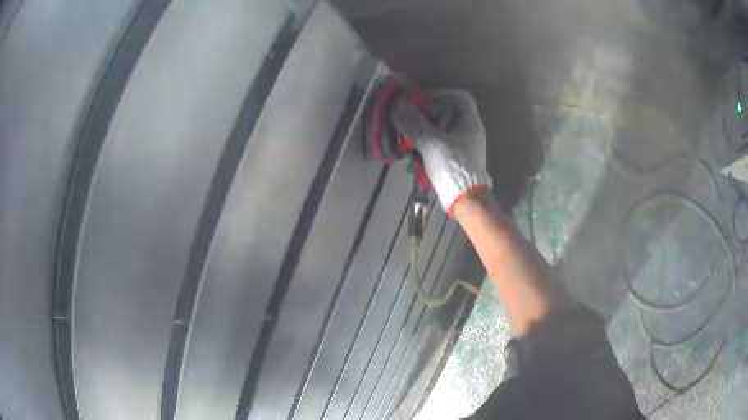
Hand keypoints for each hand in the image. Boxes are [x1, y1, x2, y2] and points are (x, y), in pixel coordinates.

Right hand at [392, 89, 491, 215]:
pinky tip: (415, 160)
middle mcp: (469, 131)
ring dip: (423, 134)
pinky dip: (427, 149)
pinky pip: (440, 146)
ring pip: (441, 131)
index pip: (461, 97)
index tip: (425, 100)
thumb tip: (399, 110)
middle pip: (447, 113)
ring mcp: (463, 146)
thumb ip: (414, 124)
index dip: (443, 93)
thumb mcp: (431, 142)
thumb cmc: (453, 166)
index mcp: (469, 122)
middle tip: (412, 122)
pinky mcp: (456, 159)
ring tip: (409, 143)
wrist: (465, 198)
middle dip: (427, 117)